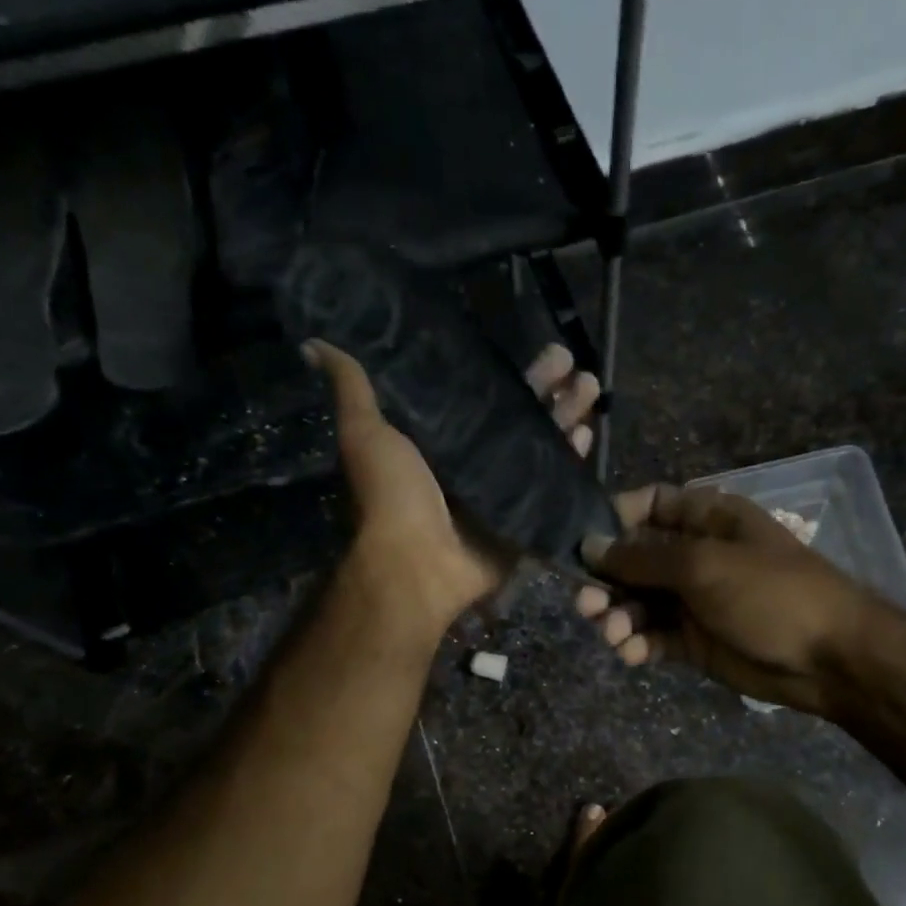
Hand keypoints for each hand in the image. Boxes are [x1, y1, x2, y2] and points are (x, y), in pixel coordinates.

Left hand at [308, 340, 599, 640]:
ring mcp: (505, 493)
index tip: (537, 348)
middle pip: (522, 418)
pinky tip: (588, 434)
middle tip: (574, 360)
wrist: (417, 564)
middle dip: (549, 390)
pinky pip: (554, 487)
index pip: (485, 395)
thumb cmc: (392, 496)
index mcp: (444, 440)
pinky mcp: (524, 520)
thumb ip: (353, 388)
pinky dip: (572, 463)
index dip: (511, 374)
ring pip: (544, 447)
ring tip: (591, 387)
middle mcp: (477, 462)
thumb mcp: (366, 433)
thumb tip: (314, 341)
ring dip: (568, 418)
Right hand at [575, 483, 884, 714]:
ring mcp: (695, 600)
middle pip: (635, 559)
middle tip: (586, 604)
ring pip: (639, 602)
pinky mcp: (694, 641)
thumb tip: (591, 546)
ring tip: (612, 634)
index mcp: (707, 520)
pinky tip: (632, 653)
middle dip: (607, 580)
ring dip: (618, 616)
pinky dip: (637, 644)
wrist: (827, 657)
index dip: (615, 519)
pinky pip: (654, 637)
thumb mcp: (704, 565)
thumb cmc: (770, 594)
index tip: (584, 542)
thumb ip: (644, 558)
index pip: (650, 505)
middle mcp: (696, 556)